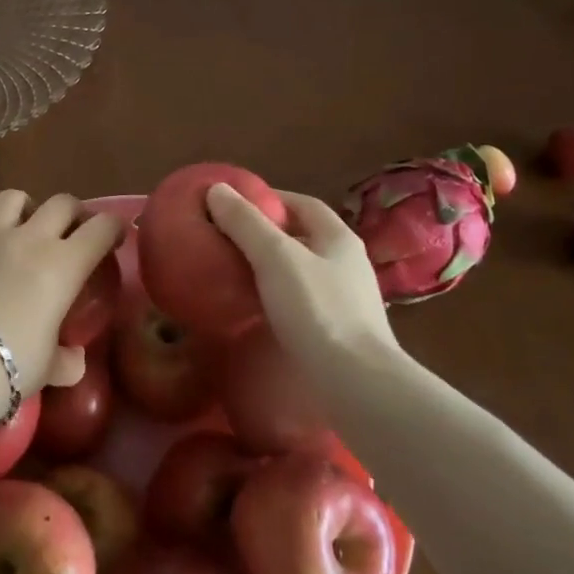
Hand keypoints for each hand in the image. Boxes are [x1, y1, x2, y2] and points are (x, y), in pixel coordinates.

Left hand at [0, 191, 125, 392]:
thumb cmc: (14, 363)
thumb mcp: (51, 368)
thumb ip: (67, 360)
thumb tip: (73, 360)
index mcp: (64, 264)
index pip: (102, 227)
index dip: (113, 227)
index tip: (114, 238)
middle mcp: (30, 239)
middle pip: (62, 202)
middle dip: (73, 213)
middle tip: (72, 232)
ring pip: (12, 198)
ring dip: (24, 208)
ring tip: (22, 228)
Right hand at [205, 183, 403, 377]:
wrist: (357, 384)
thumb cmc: (317, 310)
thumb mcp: (276, 258)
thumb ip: (246, 223)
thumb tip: (216, 189)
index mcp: (338, 238)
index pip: (303, 203)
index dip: (270, 198)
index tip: (235, 204)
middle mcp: (348, 263)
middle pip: (304, 236)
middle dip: (268, 233)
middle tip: (228, 238)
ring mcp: (348, 299)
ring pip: (303, 271)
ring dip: (273, 267)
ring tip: (236, 272)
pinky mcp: (340, 332)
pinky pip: (304, 301)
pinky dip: (279, 296)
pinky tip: (258, 309)